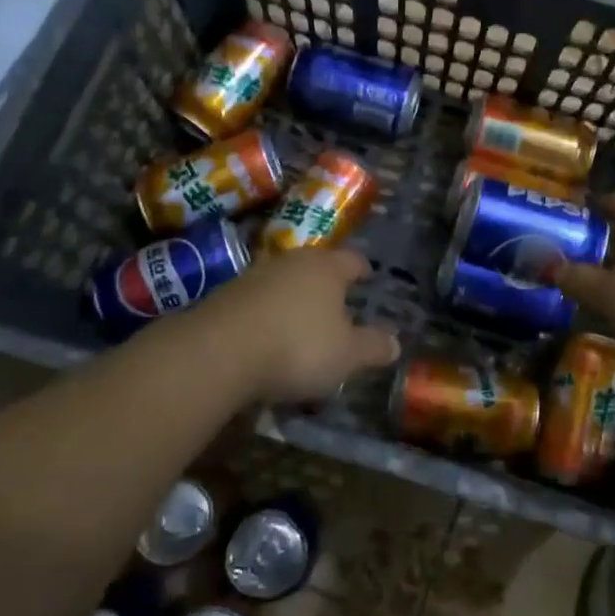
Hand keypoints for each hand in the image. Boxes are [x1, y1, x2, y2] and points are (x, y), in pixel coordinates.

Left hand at [181, 247, 397, 402]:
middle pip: (316, 267)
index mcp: (327, 267)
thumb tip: (396, 343)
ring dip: (293, 299)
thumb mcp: (347, 355)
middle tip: (337, 304)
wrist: (218, 351)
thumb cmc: (297, 346)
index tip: (368, 277)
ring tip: (301, 324)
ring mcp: (255, 276)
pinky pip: (257, 302)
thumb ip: (373, 347)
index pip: (352, 260)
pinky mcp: (225, 296)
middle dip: (327, 284)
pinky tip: (267, 338)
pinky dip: (267, 315)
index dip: (362, 270)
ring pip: (284, 282)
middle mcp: (292, 262)